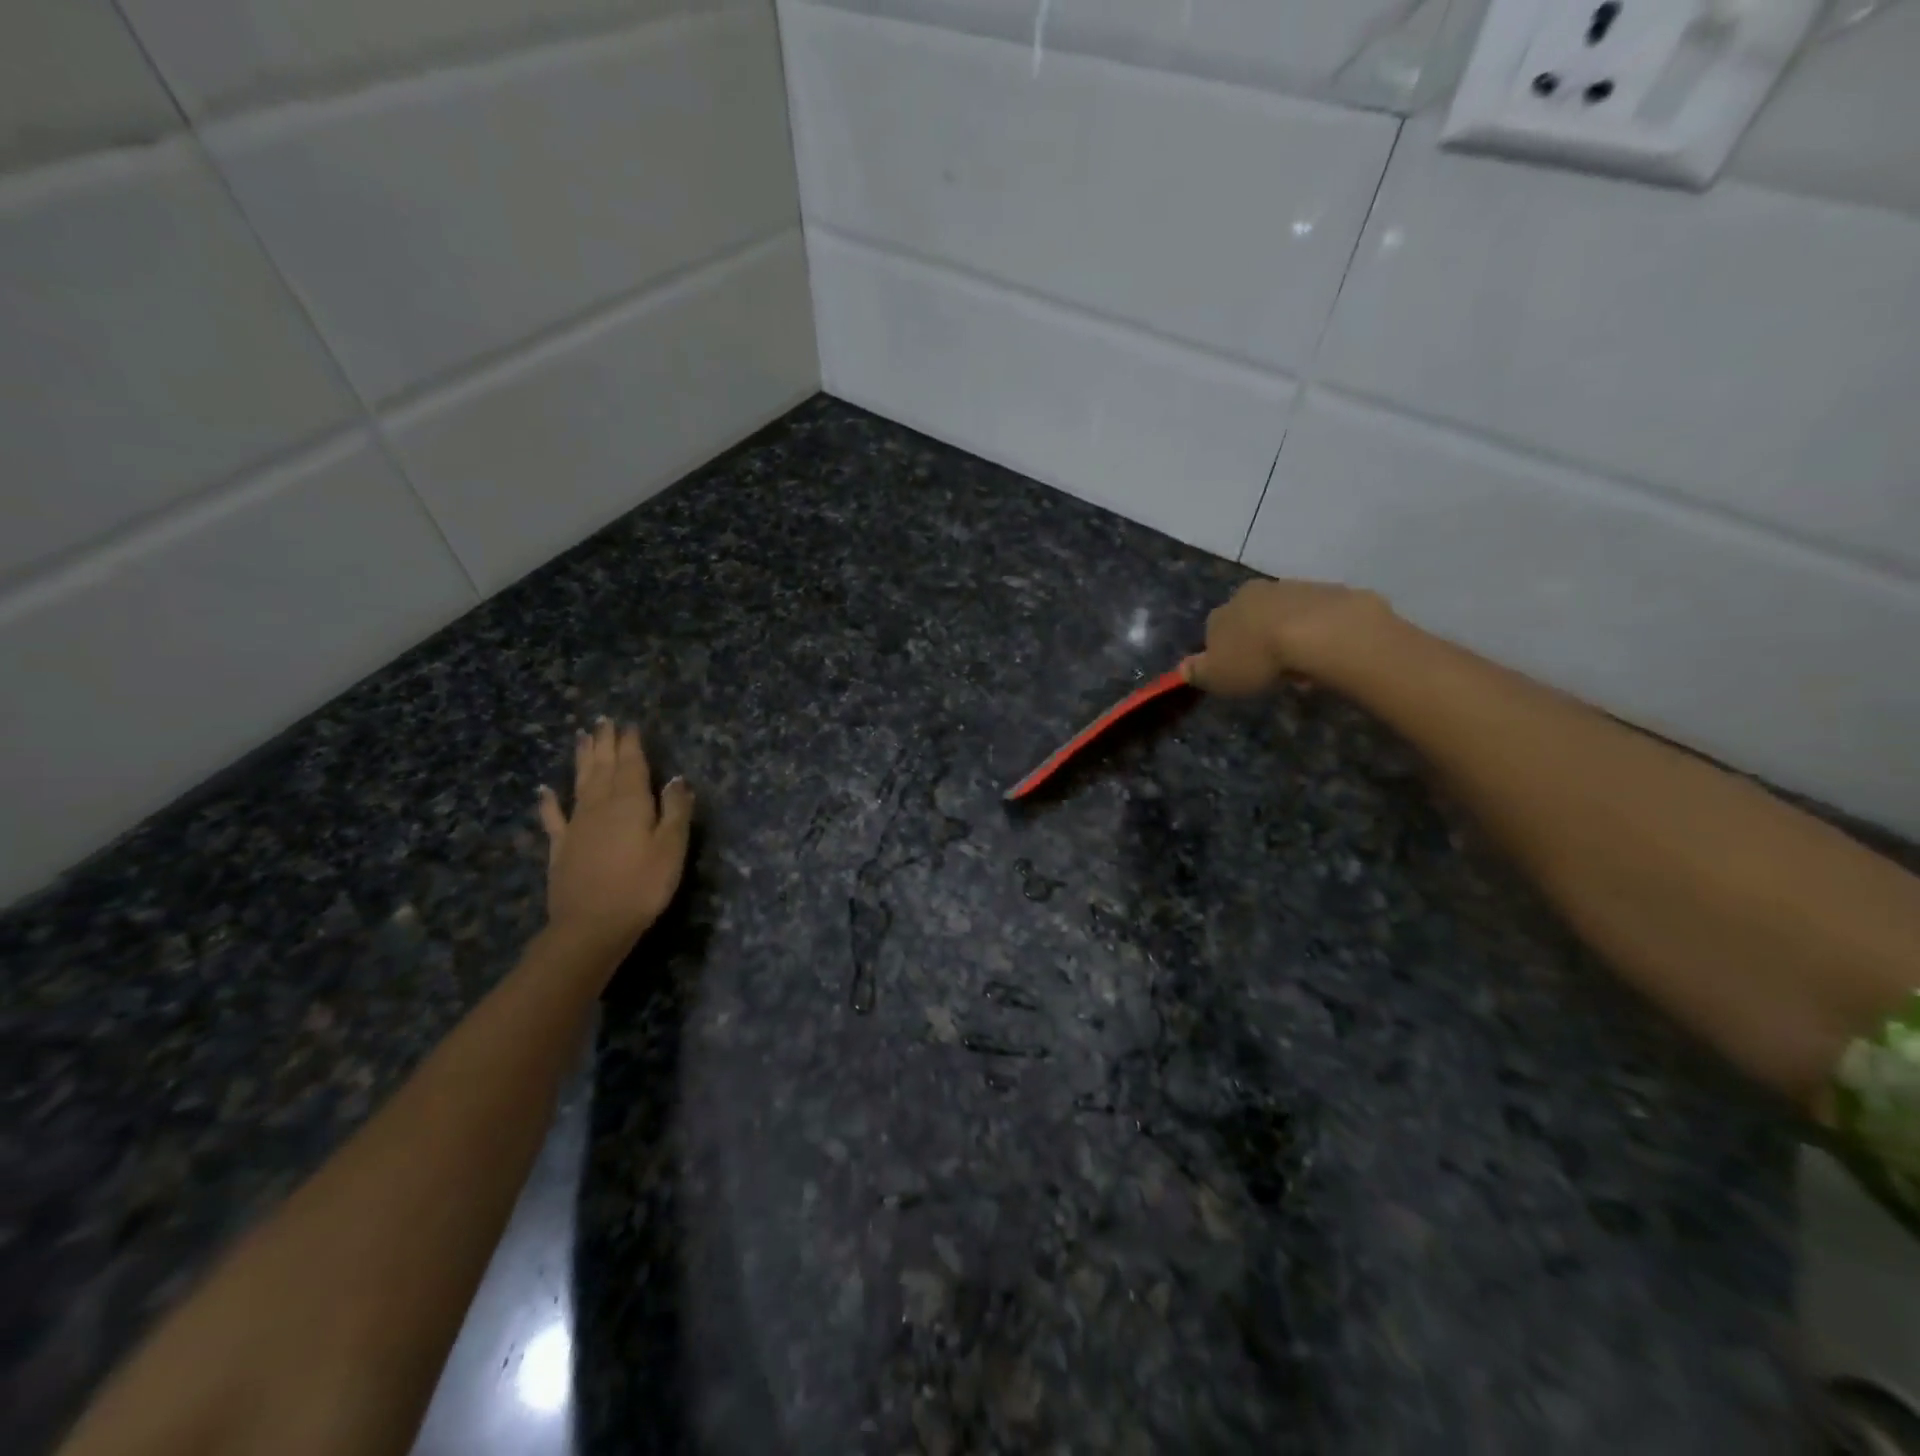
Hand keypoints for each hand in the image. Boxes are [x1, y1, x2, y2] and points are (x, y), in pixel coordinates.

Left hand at [537, 719, 693, 953]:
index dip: (630, 744)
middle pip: (603, 767)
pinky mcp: (561, 847)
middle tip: (603, 721)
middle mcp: (600, 805)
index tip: (629, 724)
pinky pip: (553, 817)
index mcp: (630, 802)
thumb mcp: (671, 847)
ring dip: (582, 760)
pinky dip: (549, 802)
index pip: (631, 764)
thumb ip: (675, 810)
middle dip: (605, 743)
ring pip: (580, 783)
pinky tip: (545, 790)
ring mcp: (576, 825)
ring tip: (582, 738)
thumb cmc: (642, 885)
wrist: (592, 925)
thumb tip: (677, 779)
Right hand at [1183, 578, 1391, 696]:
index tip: (1237, 673)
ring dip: (1285, 636)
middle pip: (1248, 619)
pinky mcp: (1324, 591)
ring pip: (1281, 615)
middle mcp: (1250, 593)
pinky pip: (1313, 616)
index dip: (1223, 653)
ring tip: (1299, 666)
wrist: (1319, 632)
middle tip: (1269, 670)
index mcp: (1221, 613)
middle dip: (1256, 640)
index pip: (1213, 631)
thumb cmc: (1258, 658)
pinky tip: (1322, 653)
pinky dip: (1314, 632)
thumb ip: (1197, 672)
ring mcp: (1289, 588)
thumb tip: (1182, 668)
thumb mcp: (1217, 676)